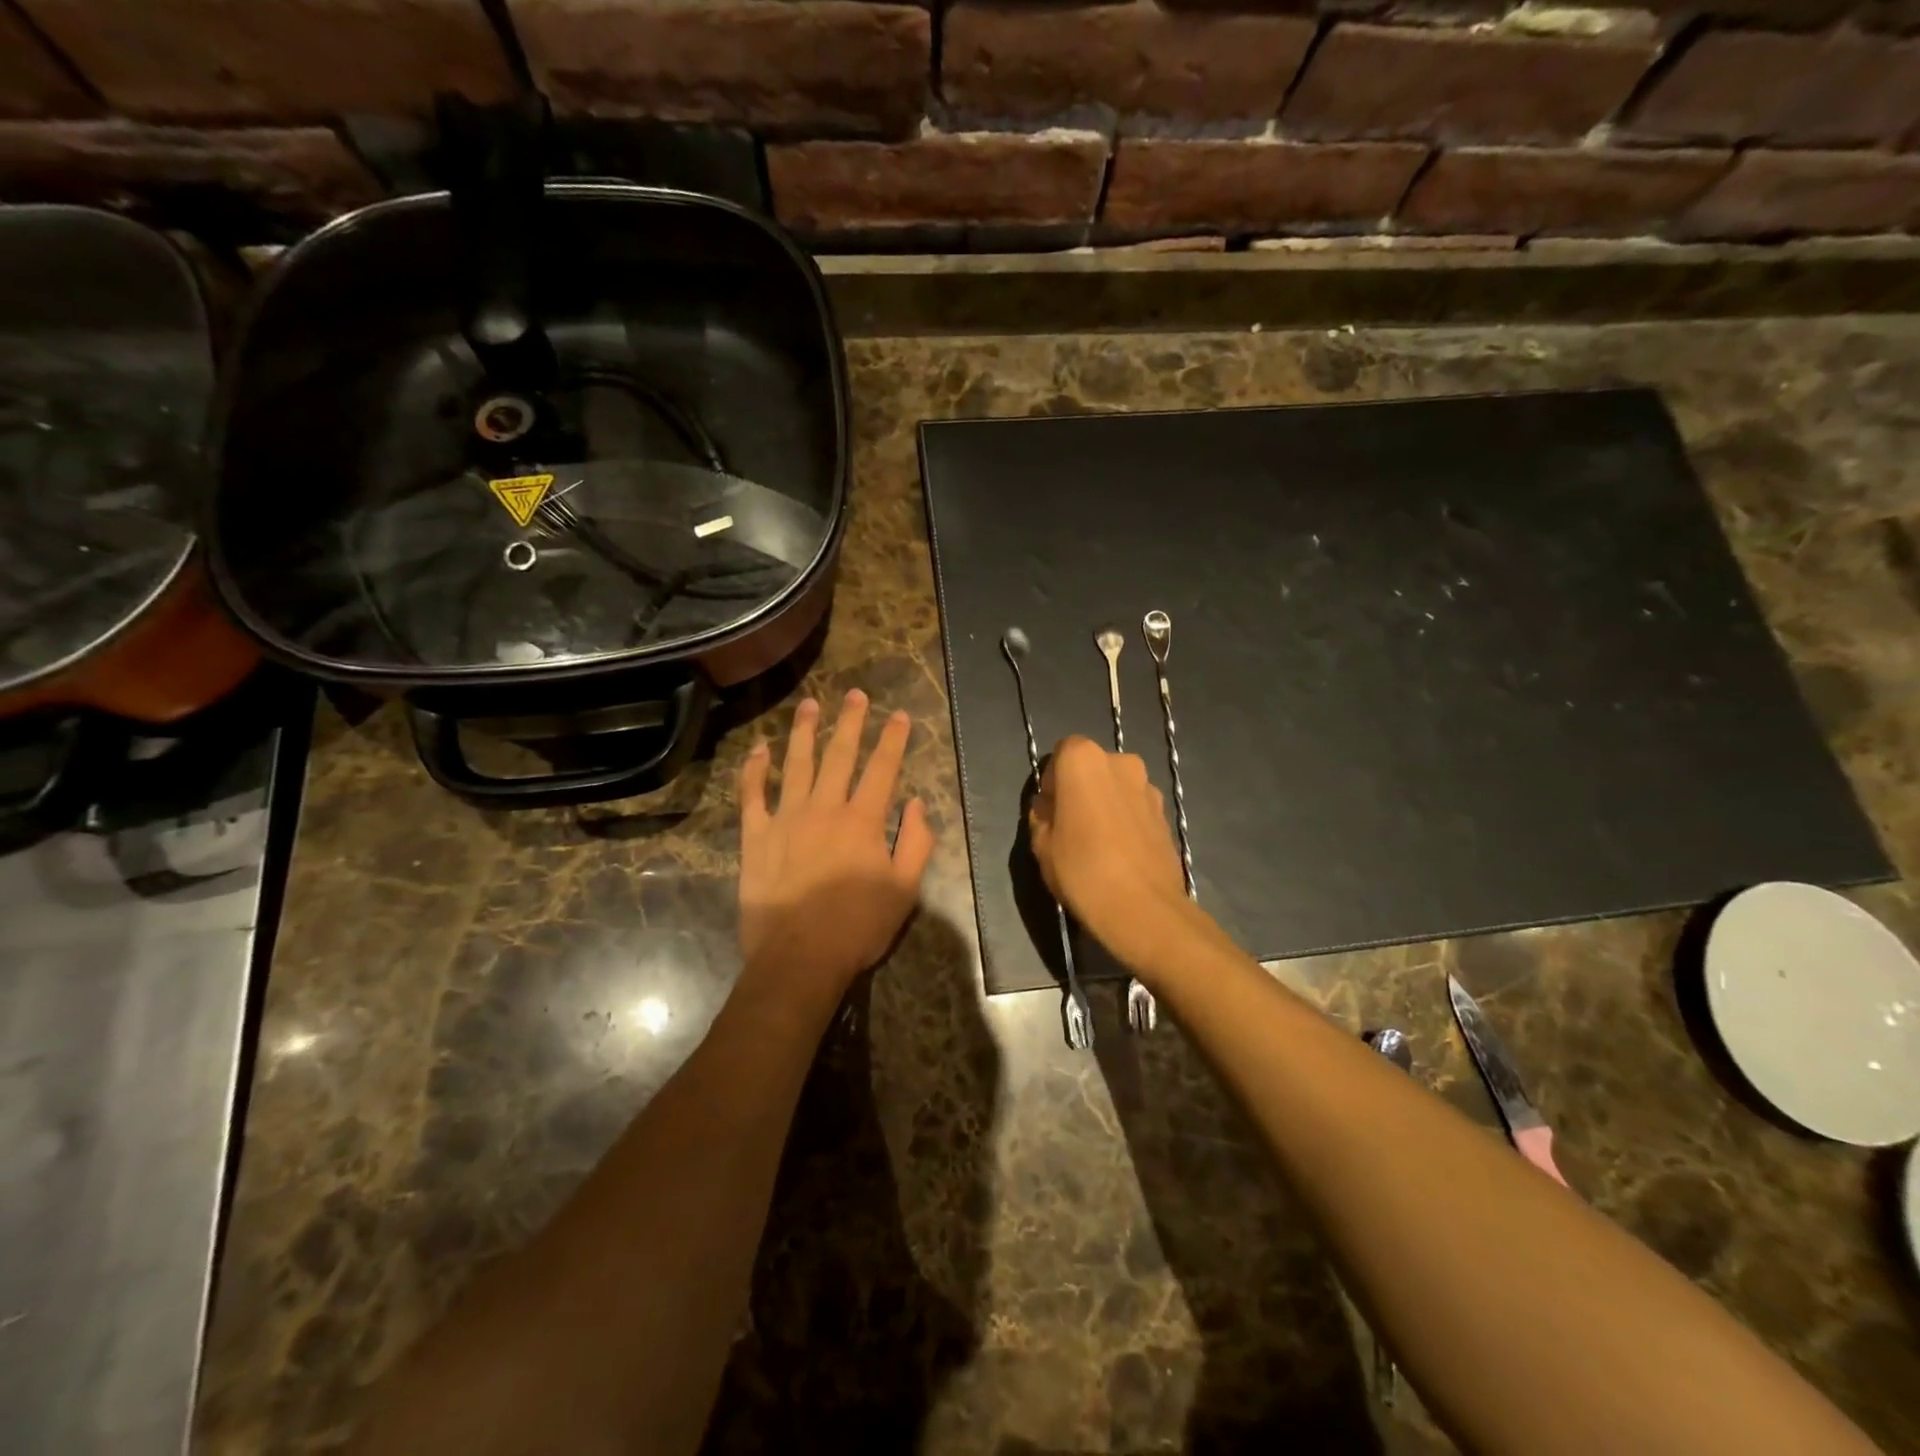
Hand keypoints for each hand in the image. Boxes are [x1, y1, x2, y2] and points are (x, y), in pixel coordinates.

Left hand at [736, 690, 933, 1014]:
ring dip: (804, 732)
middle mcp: (824, 808)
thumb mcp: (905, 890)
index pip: (882, 769)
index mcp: (863, 821)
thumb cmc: (858, 927)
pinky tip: (759, 749)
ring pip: (796, 764)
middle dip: (850, 722)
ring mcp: (786, 818)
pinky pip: (752, 795)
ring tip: (810, 705)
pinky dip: (755, 770)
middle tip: (855, 694)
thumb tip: (917, 804)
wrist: (799, 957)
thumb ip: (916, 843)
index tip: (898, 715)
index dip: (892, 739)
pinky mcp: (756, 836)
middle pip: (840, 755)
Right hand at [1029, 736, 1195, 966]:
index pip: (1062, 753)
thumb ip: (1041, 815)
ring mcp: (1148, 787)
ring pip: (1117, 788)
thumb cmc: (1082, 870)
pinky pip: (1136, 808)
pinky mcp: (1167, 814)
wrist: (1143, 908)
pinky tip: (1119, 853)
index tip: (1049, 810)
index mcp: (1084, 760)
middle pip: (1093, 768)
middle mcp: (1121, 762)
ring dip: (1105, 804)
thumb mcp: (1041, 844)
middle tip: (1070, 825)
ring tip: (1097, 843)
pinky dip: (1126, 821)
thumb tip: (1050, 807)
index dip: (1052, 780)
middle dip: (1080, 789)